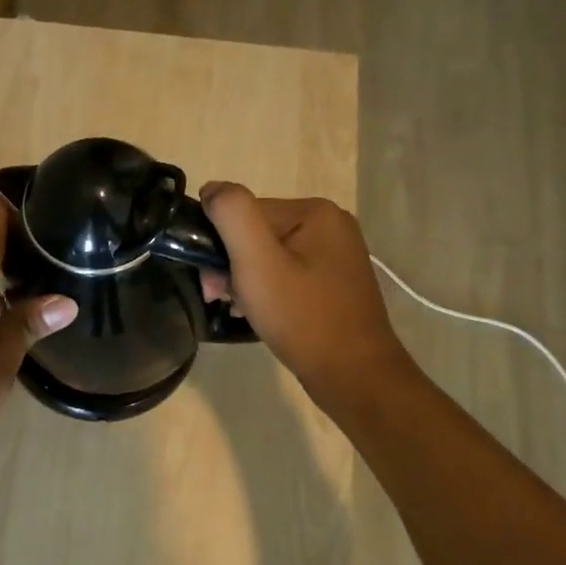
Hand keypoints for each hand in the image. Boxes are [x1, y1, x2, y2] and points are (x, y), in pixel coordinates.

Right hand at [199, 182, 413, 417]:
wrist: (353, 375)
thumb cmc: (302, 316)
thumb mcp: (257, 261)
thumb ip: (232, 214)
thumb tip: (212, 189)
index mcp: (315, 211)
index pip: (245, 213)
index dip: (220, 245)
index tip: (212, 283)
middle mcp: (331, 225)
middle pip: (257, 234)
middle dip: (232, 265)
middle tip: (220, 299)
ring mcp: (336, 255)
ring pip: (269, 256)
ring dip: (246, 281)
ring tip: (242, 310)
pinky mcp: (335, 283)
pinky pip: (287, 274)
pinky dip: (268, 291)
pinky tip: (261, 314)